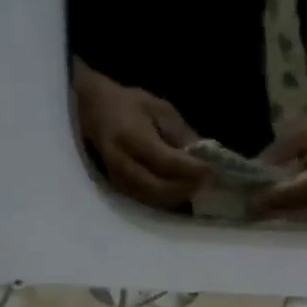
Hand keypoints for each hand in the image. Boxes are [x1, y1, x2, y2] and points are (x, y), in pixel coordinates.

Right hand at [72, 59, 209, 209]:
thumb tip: (202, 155)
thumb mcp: (158, 108)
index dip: (190, 169)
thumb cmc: (130, 106)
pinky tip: (182, 191)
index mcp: (131, 136)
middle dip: (185, 188)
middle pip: (158, 187)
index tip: (211, 170)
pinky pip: (148, 200)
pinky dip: (168, 198)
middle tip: (207, 183)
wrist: (95, 112)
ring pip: (154, 198)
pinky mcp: (120, 189)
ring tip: (198, 188)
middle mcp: (122, 162)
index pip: (165, 161)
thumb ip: (180, 132)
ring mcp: (118, 179)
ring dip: (179, 196)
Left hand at [253, 90, 306, 220]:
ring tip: (261, 214)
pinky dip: (293, 214)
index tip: (251, 201)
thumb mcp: (296, 134)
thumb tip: (255, 175)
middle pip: (303, 212)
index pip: (297, 191)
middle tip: (254, 213)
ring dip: (284, 217)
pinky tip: (276, 211)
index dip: (273, 197)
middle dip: (277, 214)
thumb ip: (276, 156)